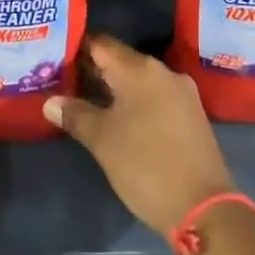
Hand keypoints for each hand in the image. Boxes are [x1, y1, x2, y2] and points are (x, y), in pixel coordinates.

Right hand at [44, 35, 234, 236]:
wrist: (204, 210)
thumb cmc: (146, 165)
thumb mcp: (102, 140)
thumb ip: (75, 114)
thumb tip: (50, 102)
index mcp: (140, 70)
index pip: (100, 44)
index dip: (75, 47)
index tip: (54, 56)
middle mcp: (163, 72)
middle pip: (119, 60)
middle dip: (91, 69)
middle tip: (62, 80)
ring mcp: (181, 93)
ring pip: (137, 80)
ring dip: (112, 87)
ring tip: (83, 99)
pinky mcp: (190, 115)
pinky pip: (153, 96)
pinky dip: (132, 101)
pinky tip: (115, 117)